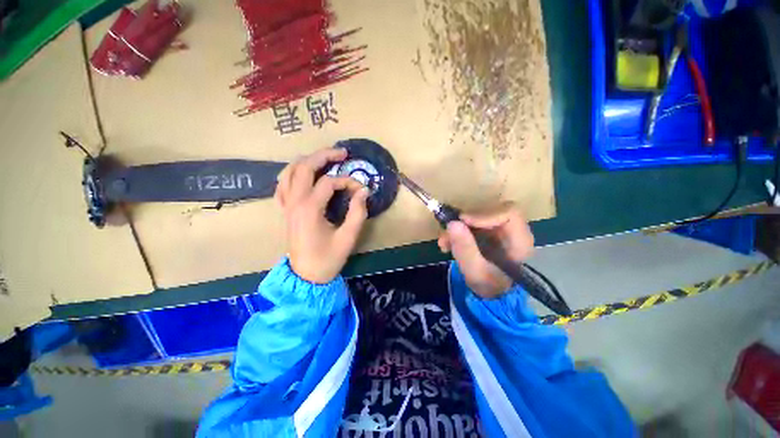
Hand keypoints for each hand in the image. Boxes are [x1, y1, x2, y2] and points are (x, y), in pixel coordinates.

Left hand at [275, 148, 369, 283]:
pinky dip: (293, 174)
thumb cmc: (328, 258)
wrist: (305, 276)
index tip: (361, 190)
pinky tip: (304, 174)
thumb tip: (364, 191)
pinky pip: (282, 184)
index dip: (348, 182)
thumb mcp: (348, 237)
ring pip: (289, 171)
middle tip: (342, 153)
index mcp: (309, 209)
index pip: (330, 182)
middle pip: (304, 167)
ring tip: (324, 159)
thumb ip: (357, 212)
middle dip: (324, 155)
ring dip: (307, 161)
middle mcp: (294, 202)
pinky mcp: (284, 210)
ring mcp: (286, 205)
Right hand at [437, 204, 533, 297]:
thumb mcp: (475, 271)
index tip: (462, 222)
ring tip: (444, 243)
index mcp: (520, 241)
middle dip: (464, 222)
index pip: (508, 214)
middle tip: (447, 235)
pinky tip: (447, 243)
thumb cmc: (489, 285)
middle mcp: (512, 231)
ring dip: (457, 227)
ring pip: (476, 216)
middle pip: (488, 212)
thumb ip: (465, 249)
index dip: (484, 214)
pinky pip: (471, 223)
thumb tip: (452, 223)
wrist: (490, 292)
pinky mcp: (487, 230)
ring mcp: (499, 229)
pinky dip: (457, 231)